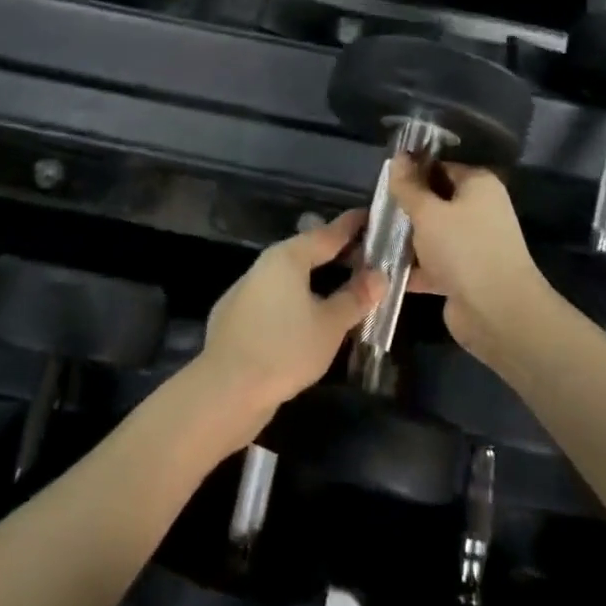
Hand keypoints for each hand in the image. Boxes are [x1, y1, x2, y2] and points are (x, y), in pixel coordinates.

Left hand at [194, 213, 384, 433]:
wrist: (225, 390)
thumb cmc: (285, 350)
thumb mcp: (330, 325)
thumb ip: (356, 297)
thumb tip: (380, 274)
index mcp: (288, 257)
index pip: (327, 233)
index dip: (352, 226)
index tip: (371, 215)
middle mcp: (264, 265)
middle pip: (306, 251)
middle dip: (336, 252)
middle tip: (366, 255)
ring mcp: (246, 289)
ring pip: (289, 275)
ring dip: (316, 277)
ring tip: (341, 284)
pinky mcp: (236, 315)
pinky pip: (276, 295)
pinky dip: (297, 297)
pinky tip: (307, 316)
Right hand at [387, 157, 552, 362]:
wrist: (498, 313)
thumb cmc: (463, 249)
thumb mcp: (428, 212)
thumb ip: (408, 186)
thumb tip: (397, 157)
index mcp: (478, 185)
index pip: (440, 167)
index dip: (412, 171)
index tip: (383, 181)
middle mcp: (480, 210)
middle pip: (436, 200)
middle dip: (407, 207)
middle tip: (375, 210)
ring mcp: (474, 244)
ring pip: (433, 233)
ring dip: (408, 238)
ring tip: (372, 238)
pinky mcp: (465, 274)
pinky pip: (435, 262)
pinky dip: (415, 266)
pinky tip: (383, 269)